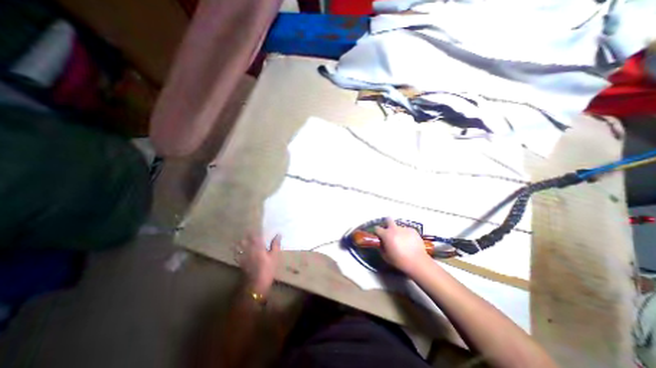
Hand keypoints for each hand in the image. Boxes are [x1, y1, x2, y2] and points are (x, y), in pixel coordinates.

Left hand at [236, 233, 281, 296]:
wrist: (256, 284)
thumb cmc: (268, 269)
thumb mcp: (275, 257)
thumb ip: (275, 244)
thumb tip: (278, 234)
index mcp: (258, 247)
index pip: (255, 235)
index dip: (254, 230)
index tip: (254, 226)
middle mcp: (249, 249)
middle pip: (245, 239)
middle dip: (246, 235)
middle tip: (248, 232)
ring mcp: (243, 256)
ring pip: (239, 246)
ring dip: (240, 242)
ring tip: (242, 239)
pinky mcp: (240, 263)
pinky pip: (236, 254)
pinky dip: (236, 250)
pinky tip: (237, 249)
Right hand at [377, 218, 434, 274]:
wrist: (417, 262)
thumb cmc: (399, 260)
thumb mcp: (386, 256)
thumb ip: (381, 247)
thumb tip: (381, 243)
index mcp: (386, 234)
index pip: (377, 228)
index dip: (376, 231)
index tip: (378, 235)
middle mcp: (394, 229)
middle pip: (388, 219)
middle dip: (387, 222)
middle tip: (389, 230)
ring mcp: (404, 228)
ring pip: (398, 227)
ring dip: (398, 231)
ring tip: (402, 240)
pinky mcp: (413, 230)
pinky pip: (407, 230)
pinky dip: (406, 234)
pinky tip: (409, 242)